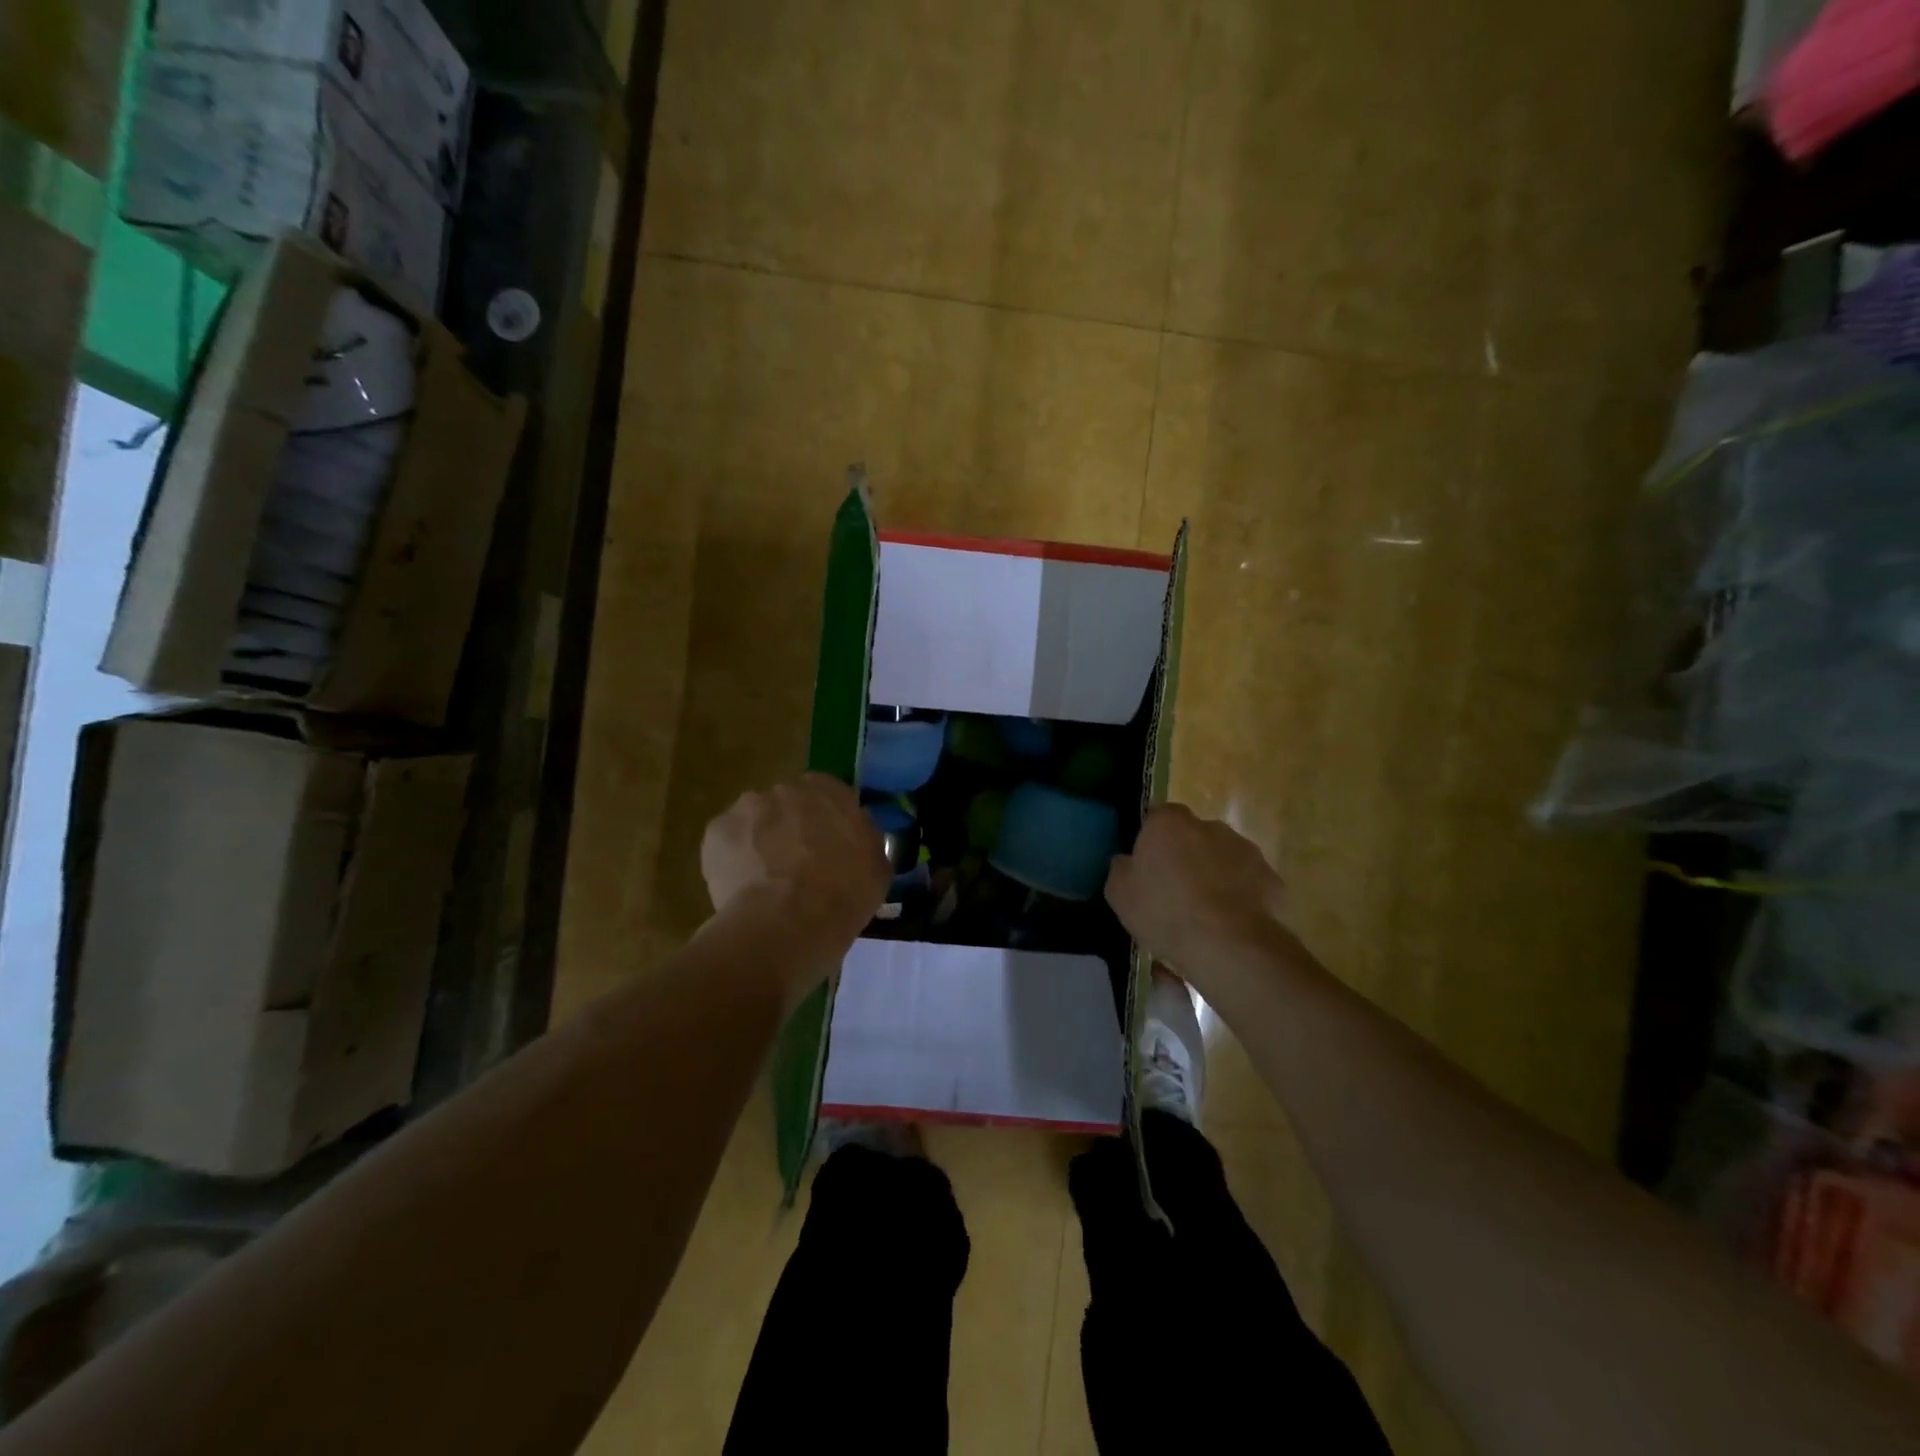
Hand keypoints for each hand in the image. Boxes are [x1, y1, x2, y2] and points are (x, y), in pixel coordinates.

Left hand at [701, 775, 889, 961]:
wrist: (786, 923)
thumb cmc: (843, 895)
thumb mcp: (878, 868)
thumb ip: (866, 839)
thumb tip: (858, 835)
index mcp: (830, 790)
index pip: (830, 795)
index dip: (827, 822)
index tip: (829, 848)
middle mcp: (787, 788)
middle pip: (788, 805)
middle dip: (790, 828)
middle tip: (797, 867)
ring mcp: (747, 807)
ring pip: (755, 822)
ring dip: (759, 842)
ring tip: (766, 883)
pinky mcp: (715, 832)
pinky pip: (727, 843)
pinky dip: (733, 860)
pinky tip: (742, 889)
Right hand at [1105, 804, 1288, 981]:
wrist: (1228, 945)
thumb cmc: (1164, 911)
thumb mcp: (1119, 894)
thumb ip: (1121, 869)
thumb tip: (1127, 861)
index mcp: (1169, 823)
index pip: (1157, 816)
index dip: (1151, 840)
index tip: (1146, 866)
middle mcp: (1210, 826)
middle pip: (1193, 836)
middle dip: (1185, 857)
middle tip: (1173, 892)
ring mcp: (1246, 850)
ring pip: (1223, 859)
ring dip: (1214, 876)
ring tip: (1204, 915)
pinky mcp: (1272, 879)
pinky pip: (1248, 885)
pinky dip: (1239, 898)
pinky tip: (1229, 927)